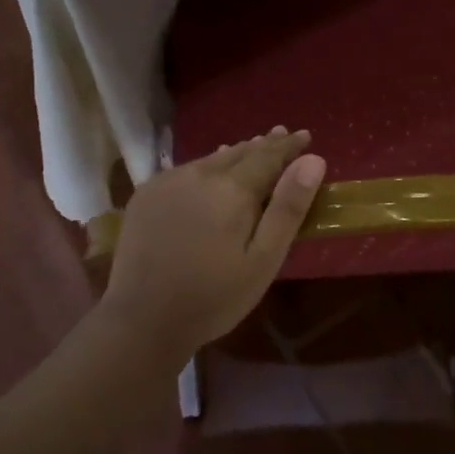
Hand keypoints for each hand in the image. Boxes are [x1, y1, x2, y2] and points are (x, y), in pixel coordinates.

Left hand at [103, 128, 326, 358]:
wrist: (142, 319)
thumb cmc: (214, 297)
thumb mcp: (263, 260)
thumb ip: (288, 208)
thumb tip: (312, 161)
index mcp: (232, 189)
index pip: (268, 156)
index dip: (288, 146)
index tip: (305, 136)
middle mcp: (199, 174)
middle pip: (239, 153)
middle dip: (264, 144)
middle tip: (282, 134)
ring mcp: (168, 181)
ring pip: (210, 160)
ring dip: (235, 154)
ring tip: (252, 146)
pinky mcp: (146, 194)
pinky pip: (185, 170)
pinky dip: (206, 166)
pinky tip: (209, 170)